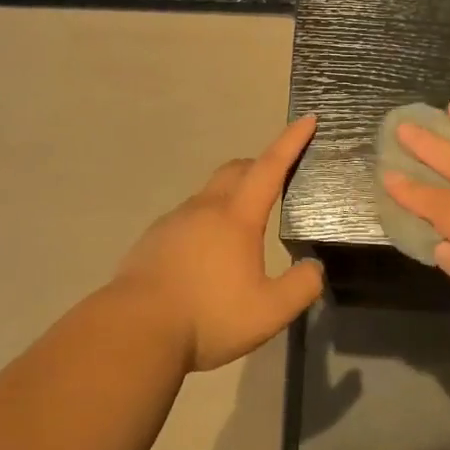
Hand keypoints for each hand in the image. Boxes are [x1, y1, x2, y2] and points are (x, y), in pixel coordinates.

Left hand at [111, 114, 324, 371]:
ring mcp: (174, 220)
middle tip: (278, 177)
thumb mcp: (269, 312)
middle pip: (236, 170)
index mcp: (237, 217)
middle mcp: (205, 208)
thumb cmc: (208, 317)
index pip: (270, 167)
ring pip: (209, 193)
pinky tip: (206, 255)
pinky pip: (188, 216)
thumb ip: (301, 287)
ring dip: (231, 195)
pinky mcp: (153, 238)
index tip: (307, 119)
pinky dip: (206, 221)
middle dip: (260, 164)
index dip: (291, 142)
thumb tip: (314, 267)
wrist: (135, 330)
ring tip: (243, 227)